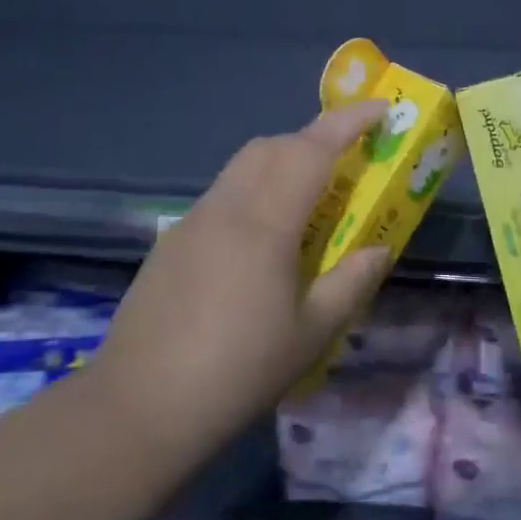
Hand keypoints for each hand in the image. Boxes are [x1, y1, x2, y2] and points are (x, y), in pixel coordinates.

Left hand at [90, 103, 392, 455]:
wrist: (138, 408)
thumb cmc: (237, 371)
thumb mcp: (311, 333)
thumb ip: (351, 282)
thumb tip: (380, 248)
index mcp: (264, 223)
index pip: (312, 149)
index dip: (349, 122)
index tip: (382, 110)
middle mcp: (225, 208)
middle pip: (272, 146)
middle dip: (314, 139)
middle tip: (347, 165)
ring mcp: (191, 222)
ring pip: (242, 167)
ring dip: (281, 163)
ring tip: (308, 203)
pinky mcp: (170, 243)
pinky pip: (222, 196)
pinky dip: (253, 193)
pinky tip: (260, 243)